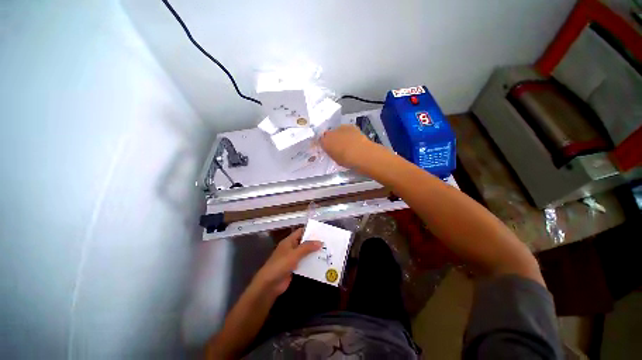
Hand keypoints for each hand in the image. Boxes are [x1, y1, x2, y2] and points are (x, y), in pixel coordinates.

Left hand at [253, 228, 322, 296]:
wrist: (269, 284)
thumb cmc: (280, 265)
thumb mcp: (295, 254)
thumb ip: (307, 247)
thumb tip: (320, 242)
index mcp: (289, 241)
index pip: (300, 231)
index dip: (310, 230)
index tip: (321, 231)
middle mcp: (291, 248)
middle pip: (304, 242)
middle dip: (314, 242)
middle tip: (327, 242)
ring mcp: (292, 258)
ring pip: (305, 253)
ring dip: (314, 253)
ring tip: (327, 251)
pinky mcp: (294, 268)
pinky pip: (304, 262)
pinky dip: (311, 262)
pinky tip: (320, 263)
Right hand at [319, 125, 375, 167]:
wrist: (361, 153)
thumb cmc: (346, 161)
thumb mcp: (335, 159)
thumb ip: (332, 153)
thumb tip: (332, 150)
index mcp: (325, 143)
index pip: (321, 141)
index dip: (325, 144)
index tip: (328, 148)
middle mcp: (330, 133)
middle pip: (329, 134)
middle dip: (332, 138)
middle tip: (337, 145)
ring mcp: (341, 128)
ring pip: (338, 130)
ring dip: (340, 134)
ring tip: (347, 142)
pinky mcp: (351, 126)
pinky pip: (347, 129)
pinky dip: (349, 132)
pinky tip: (353, 138)